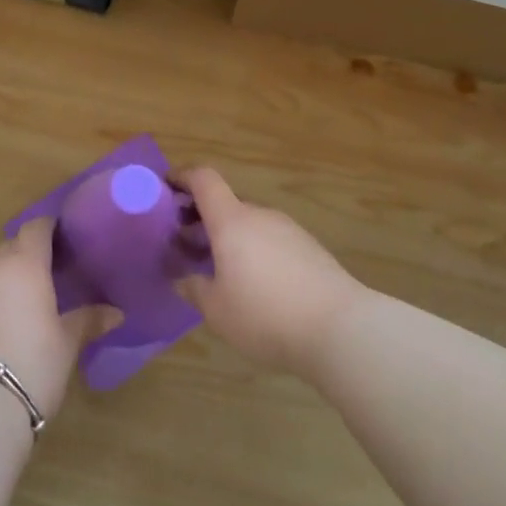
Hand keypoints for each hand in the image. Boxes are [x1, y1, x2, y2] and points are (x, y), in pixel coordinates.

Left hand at [0, 220, 113, 422]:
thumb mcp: (67, 344)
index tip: (65, 239)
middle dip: (28, 255)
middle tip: (50, 276)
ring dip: (5, 278)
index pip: (37, 227)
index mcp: (24, 263)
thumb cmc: (31, 366)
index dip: (50, 228)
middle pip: (11, 246)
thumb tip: (116, 313)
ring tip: (23, 303)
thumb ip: (88, 320)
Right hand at [175, 167, 365, 379]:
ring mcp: (289, 230)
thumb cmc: (266, 315)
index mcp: (232, 221)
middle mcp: (260, 215)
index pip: (204, 180)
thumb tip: (184, 279)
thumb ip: (195, 289)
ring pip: (249, 224)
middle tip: (186, 246)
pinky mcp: (310, 249)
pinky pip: (271, 240)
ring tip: (219, 271)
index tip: (166, 188)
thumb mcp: (217, 310)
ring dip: (229, 238)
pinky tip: (255, 286)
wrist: (340, 328)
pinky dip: (254, 251)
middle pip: (226, 204)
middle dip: (202, 219)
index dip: (182, 177)